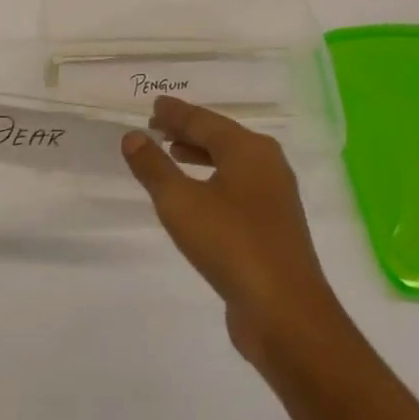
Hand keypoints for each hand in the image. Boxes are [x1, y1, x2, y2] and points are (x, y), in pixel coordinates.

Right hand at [123, 96, 342, 365]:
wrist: (286, 314)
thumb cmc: (231, 244)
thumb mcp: (180, 202)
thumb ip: (154, 166)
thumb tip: (132, 136)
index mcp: (249, 149)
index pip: (204, 120)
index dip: (176, 113)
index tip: (154, 105)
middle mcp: (267, 165)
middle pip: (221, 137)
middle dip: (188, 131)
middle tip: (156, 126)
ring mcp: (275, 197)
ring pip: (230, 163)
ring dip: (200, 155)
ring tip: (172, 153)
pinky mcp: (274, 228)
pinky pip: (237, 188)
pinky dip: (212, 180)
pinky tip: (196, 196)